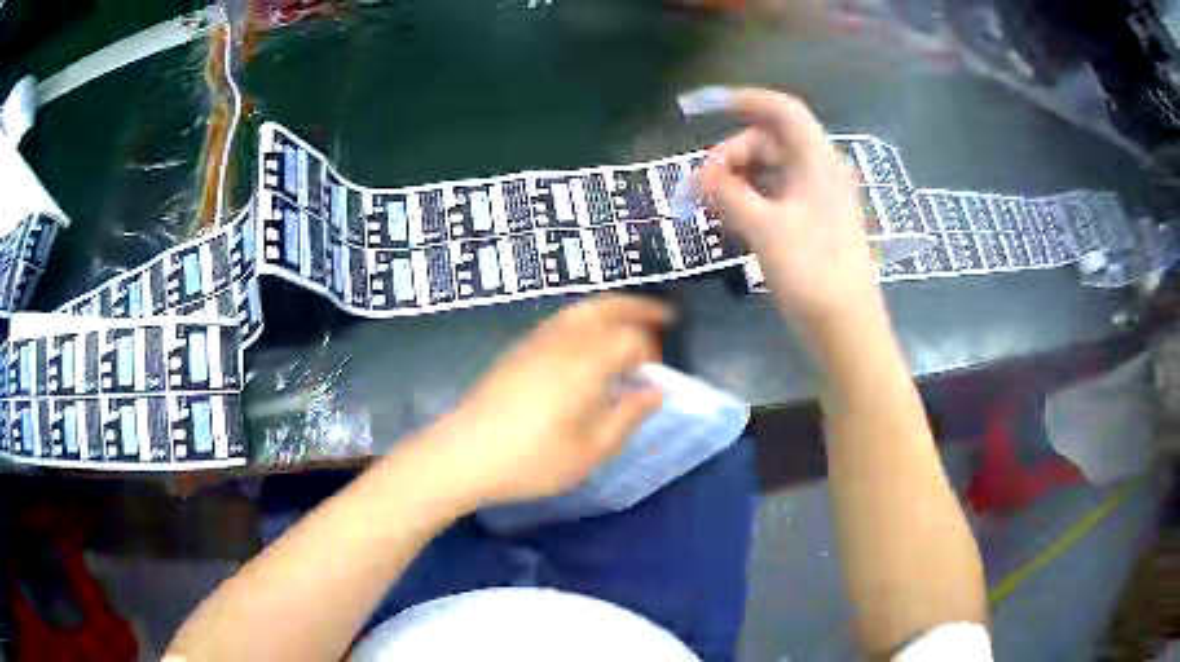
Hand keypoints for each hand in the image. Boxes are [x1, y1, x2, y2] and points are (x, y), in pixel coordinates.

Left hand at [419, 295, 669, 507]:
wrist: (464, 454)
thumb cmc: (531, 460)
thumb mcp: (591, 451)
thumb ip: (628, 416)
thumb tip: (656, 392)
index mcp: (585, 362)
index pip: (630, 339)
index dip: (650, 353)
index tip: (656, 376)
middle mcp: (563, 340)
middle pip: (607, 307)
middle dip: (638, 307)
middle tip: (664, 315)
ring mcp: (537, 340)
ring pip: (582, 309)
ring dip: (612, 309)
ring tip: (631, 324)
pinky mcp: (519, 349)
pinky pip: (563, 320)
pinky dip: (588, 319)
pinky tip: (591, 343)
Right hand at [695, 88, 883, 331]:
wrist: (846, 329)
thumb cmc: (811, 273)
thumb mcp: (764, 229)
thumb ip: (729, 194)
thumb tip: (701, 175)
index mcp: (817, 162)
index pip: (783, 111)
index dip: (745, 100)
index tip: (705, 108)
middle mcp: (819, 173)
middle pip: (769, 141)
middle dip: (731, 154)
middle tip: (701, 185)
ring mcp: (816, 200)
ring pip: (770, 171)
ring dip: (737, 179)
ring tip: (709, 204)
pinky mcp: (811, 224)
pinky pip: (775, 196)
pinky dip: (750, 199)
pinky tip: (730, 219)